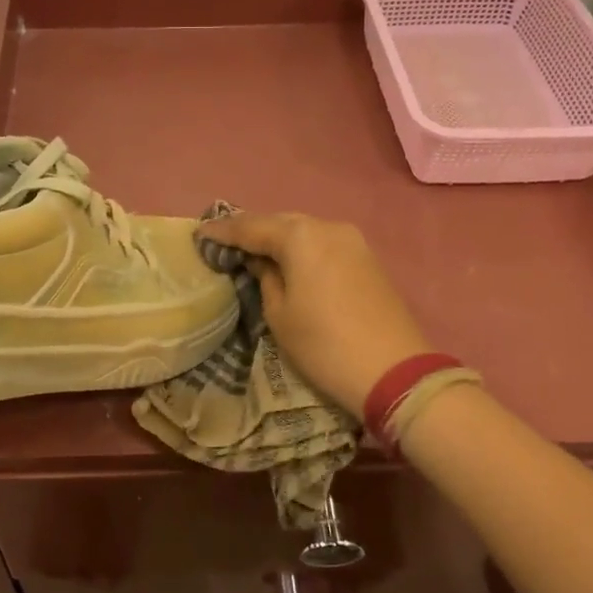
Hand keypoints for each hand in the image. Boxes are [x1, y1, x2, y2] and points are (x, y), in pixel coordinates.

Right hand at [199, 212, 430, 417]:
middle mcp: (327, 226)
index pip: (250, 227)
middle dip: (251, 230)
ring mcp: (352, 240)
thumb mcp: (279, 314)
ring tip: (252, 250)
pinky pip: (323, 243)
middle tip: (224, 241)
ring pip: (304, 230)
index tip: (199, 234)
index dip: (222, 231)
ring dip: (277, 238)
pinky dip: (301, 248)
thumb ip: (264, 277)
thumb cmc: (324, 344)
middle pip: (279, 222)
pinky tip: (288, 260)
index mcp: (300, 236)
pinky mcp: (367, 258)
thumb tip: (260, 261)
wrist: (393, 370)